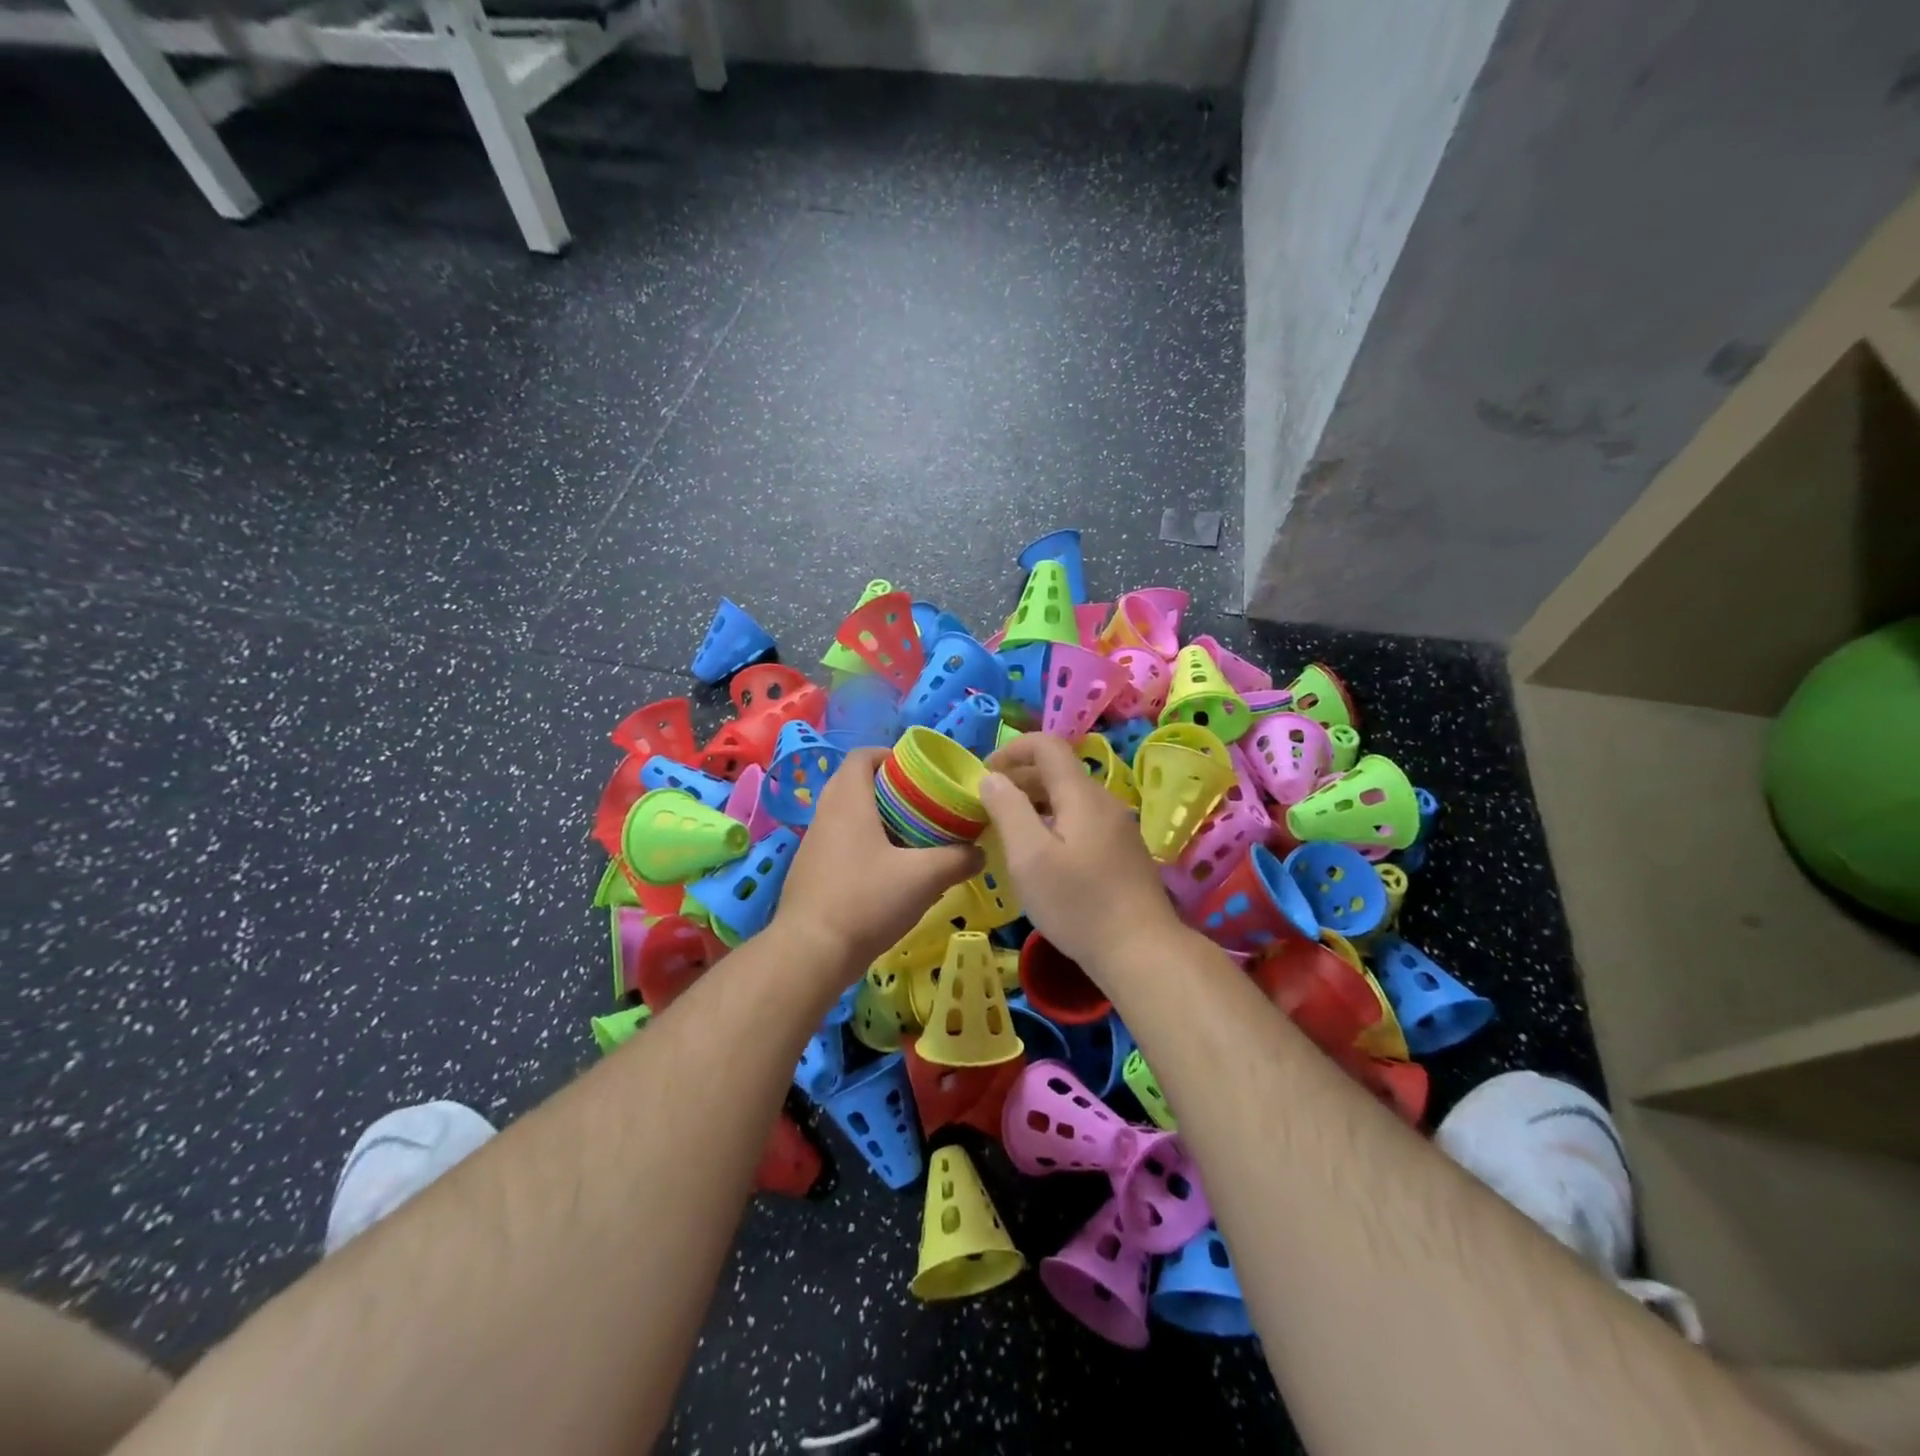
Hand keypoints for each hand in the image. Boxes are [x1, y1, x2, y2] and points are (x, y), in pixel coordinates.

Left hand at [772, 748, 983, 979]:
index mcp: (847, 800)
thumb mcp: (924, 878)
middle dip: (890, 789)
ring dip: (877, 820)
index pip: (862, 756)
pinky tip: (888, 873)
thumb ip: (958, 859)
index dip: (890, 755)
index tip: (919, 771)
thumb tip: (980, 852)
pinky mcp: (810, 873)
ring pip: (848, 816)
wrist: (811, 953)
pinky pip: (840, 844)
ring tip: (912, 838)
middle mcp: (825, 814)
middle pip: (856, 784)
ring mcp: (813, 845)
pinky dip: (864, 846)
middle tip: (923, 805)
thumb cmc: (867, 900)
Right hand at [979, 733, 1187, 973]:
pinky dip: (1054, 822)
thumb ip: (1008, 809)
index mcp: (1082, 794)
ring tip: (1009, 830)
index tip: (984, 774)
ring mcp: (1118, 827)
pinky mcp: (1123, 851)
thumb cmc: (1078, 904)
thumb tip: (991, 777)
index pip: (1047, 745)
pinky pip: (1082, 820)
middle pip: (1059, 771)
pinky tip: (1042, 854)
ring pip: (1070, 798)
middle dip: (1019, 778)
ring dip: (1036, 802)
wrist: (1141, 951)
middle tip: (988, 806)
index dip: (1012, 749)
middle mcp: (1104, 801)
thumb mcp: (1029, 857)